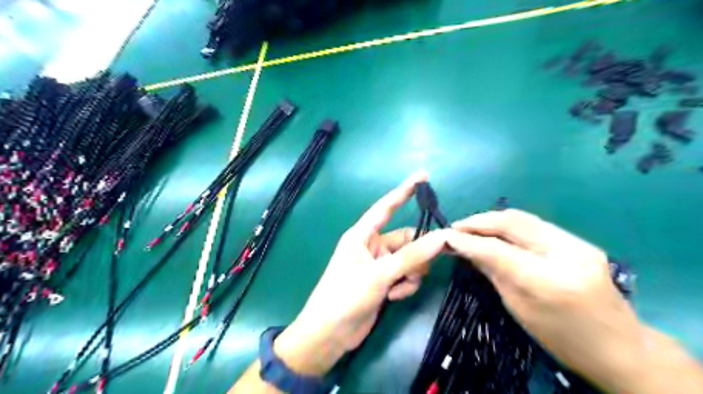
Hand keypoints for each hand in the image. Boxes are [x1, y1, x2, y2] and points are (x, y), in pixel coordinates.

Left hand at [271, 173, 447, 375]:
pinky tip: (395, 297)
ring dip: (411, 272)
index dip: (404, 190)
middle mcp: (371, 246)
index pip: (386, 207)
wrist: (330, 333)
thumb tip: (441, 236)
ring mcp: (378, 264)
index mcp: (362, 235)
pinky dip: (405, 284)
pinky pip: (405, 274)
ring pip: (409, 259)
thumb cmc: (346, 296)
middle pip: (406, 239)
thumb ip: (411, 256)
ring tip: (400, 287)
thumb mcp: (379, 274)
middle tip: (425, 265)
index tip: (422, 176)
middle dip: (417, 252)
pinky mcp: (384, 281)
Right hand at [447, 209, 643, 390]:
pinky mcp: (579, 241)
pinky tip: (494, 231)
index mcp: (550, 281)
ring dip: (492, 220)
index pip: (498, 249)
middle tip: (455, 227)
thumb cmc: (562, 339)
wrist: (620, 348)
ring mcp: (577, 243)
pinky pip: (535, 225)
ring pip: (523, 218)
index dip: (468, 240)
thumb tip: (464, 248)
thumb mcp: (519, 308)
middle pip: (512, 222)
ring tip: (470, 227)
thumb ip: (493, 272)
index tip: (445, 236)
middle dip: (479, 221)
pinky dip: (509, 225)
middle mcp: (566, 253)